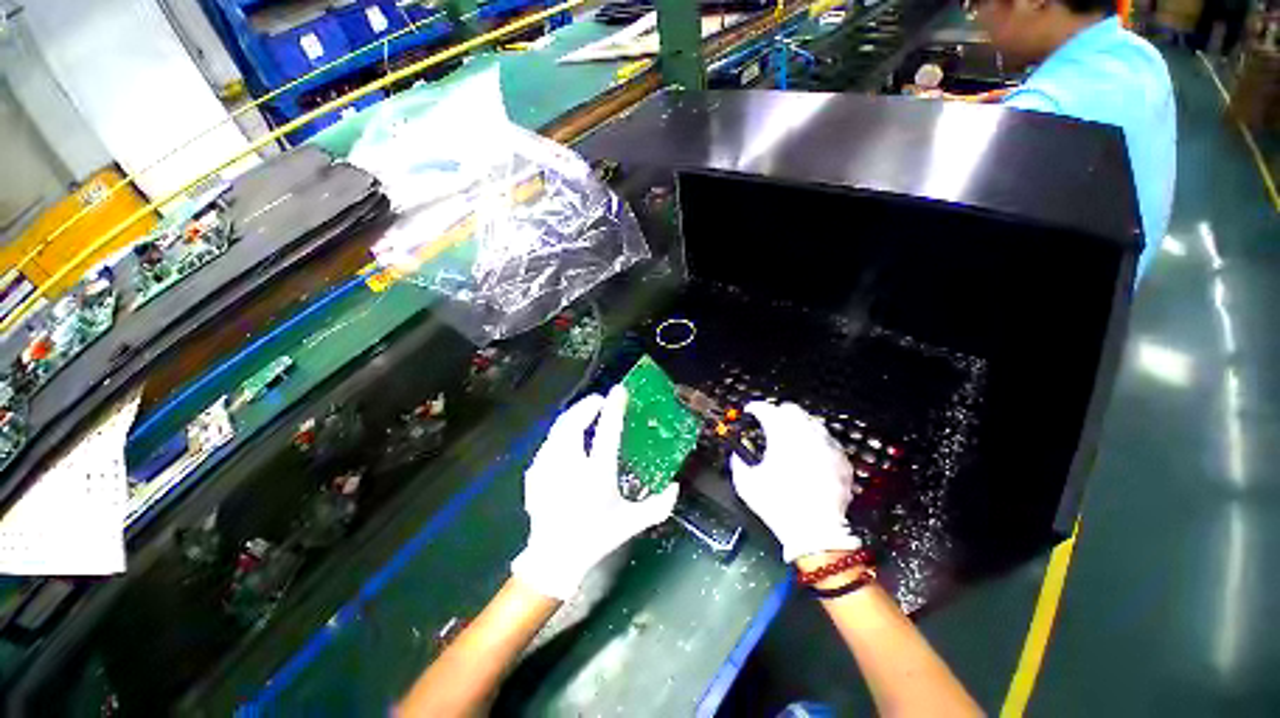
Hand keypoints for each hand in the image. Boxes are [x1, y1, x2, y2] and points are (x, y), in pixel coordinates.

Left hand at [511, 386, 678, 599]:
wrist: (554, 558)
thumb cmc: (596, 537)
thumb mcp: (631, 523)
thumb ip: (658, 506)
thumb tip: (676, 486)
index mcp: (597, 475)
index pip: (607, 432)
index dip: (614, 408)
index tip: (619, 391)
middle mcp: (570, 467)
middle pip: (575, 422)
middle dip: (587, 405)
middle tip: (599, 401)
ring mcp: (548, 468)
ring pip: (558, 429)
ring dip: (573, 416)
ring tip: (585, 413)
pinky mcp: (535, 473)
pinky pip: (548, 443)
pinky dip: (560, 433)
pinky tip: (567, 438)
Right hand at [731, 401, 860, 562]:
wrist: (816, 533)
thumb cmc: (779, 506)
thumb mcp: (746, 484)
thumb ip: (738, 461)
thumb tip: (737, 452)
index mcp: (782, 437)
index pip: (766, 409)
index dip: (755, 408)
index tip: (751, 412)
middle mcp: (806, 435)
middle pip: (791, 409)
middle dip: (778, 413)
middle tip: (770, 424)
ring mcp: (827, 446)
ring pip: (812, 422)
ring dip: (798, 426)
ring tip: (790, 439)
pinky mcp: (842, 460)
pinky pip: (827, 440)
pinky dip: (816, 442)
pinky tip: (810, 455)